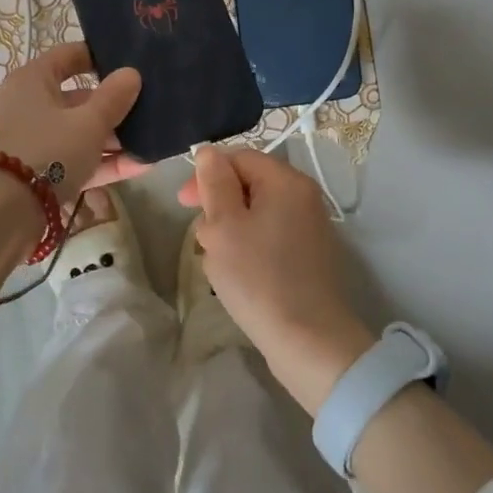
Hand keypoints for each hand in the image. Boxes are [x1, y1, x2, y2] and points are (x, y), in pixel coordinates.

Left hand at [0, 42, 144, 202]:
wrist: (4, 214)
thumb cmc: (48, 151)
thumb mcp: (88, 123)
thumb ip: (113, 98)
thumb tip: (132, 73)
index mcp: (34, 80)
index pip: (69, 55)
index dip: (100, 56)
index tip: (133, 62)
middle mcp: (32, 106)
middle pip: (79, 98)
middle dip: (115, 105)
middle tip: (152, 107)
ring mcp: (36, 141)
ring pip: (81, 132)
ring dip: (115, 138)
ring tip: (154, 141)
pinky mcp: (42, 173)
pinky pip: (78, 160)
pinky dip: (105, 162)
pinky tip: (141, 166)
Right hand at [184, 146, 374, 414]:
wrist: (308, 340)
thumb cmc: (258, 278)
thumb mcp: (223, 226)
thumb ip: (214, 183)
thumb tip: (209, 152)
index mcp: (286, 181)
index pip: (238, 157)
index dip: (207, 174)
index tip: (183, 204)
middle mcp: (303, 196)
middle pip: (247, 184)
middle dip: (218, 207)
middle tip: (202, 240)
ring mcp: (308, 226)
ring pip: (254, 213)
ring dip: (229, 231)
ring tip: (219, 263)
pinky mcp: (307, 254)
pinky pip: (268, 236)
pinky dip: (247, 248)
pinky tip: (238, 274)